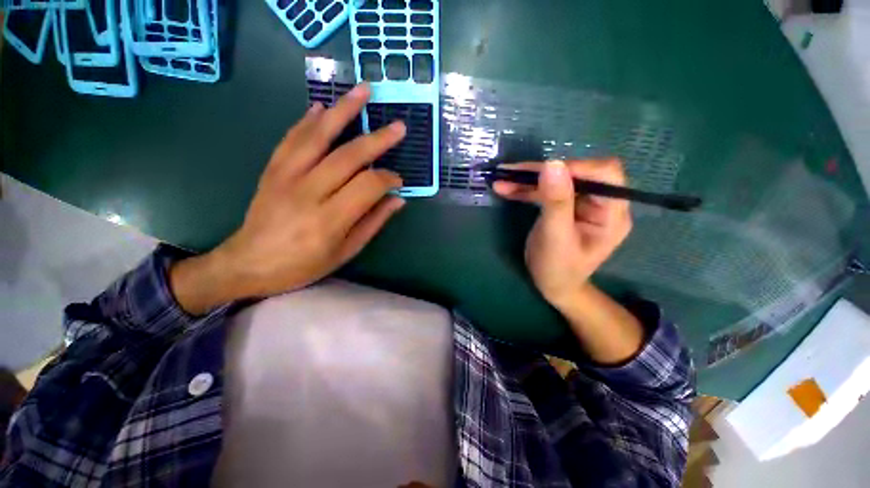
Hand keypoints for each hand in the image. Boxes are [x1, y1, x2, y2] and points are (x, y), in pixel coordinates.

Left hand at [171, 84, 406, 314]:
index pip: (368, 186)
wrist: (248, 263)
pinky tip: (322, 107)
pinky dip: (308, 120)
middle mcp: (308, 192)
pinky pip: (292, 138)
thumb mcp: (345, 252)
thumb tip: (397, 200)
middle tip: (398, 127)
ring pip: (318, 136)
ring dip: (343, 111)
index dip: (388, 178)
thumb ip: (373, 223)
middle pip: (348, 156)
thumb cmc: (302, 265)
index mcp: (329, 220)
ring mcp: (286, 176)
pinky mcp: (272, 169)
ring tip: (363, 91)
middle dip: (377, 140)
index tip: (398, 180)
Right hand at [493, 159, 631, 309]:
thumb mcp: (555, 237)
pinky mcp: (564, 206)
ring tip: (502, 180)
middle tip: (510, 173)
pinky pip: (546, 191)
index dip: (574, 167)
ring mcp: (581, 204)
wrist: (552, 286)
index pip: (604, 173)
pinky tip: (505, 189)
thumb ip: (556, 202)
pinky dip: (526, 189)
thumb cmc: (557, 269)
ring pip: (557, 180)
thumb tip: (553, 163)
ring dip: (528, 180)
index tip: (541, 171)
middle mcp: (601, 203)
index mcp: (612, 213)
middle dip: (542, 172)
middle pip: (575, 174)